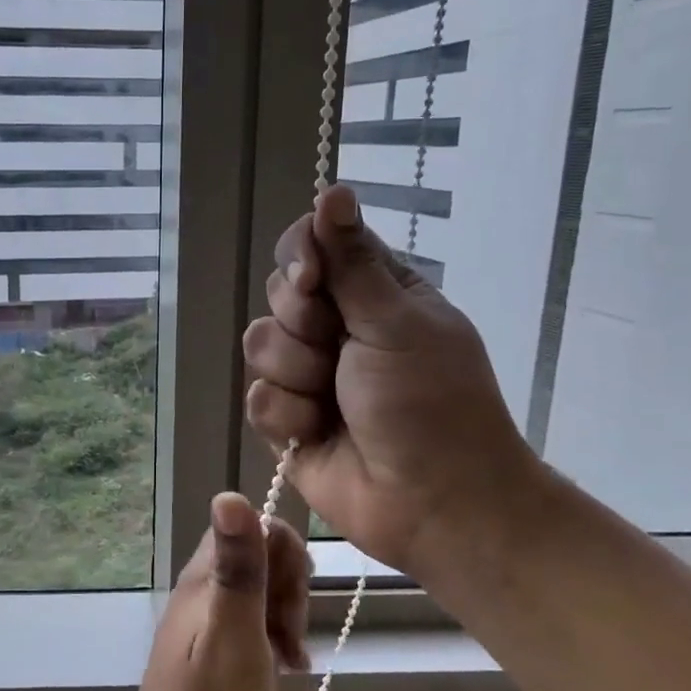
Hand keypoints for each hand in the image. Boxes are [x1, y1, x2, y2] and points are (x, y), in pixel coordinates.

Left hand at [106, 494, 310, 690]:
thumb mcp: (234, 637)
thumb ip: (238, 568)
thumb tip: (228, 492)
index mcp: (203, 581)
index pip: (251, 525)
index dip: (283, 552)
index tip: (293, 602)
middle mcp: (201, 594)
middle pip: (259, 557)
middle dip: (290, 588)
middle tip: (290, 640)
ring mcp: (206, 626)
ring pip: (261, 593)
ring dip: (287, 617)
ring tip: (291, 662)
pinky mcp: (214, 657)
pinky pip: (255, 626)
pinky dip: (277, 641)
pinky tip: (286, 672)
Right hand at [241, 184, 543, 578]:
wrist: (433, 502)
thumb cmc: (430, 403)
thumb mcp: (396, 323)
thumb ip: (351, 261)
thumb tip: (333, 188)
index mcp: (373, 293)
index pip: (312, 247)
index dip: (300, 258)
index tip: (313, 282)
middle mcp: (337, 327)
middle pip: (278, 294)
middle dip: (302, 325)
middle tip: (338, 352)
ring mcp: (308, 374)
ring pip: (259, 345)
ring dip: (296, 375)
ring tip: (332, 402)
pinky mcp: (287, 419)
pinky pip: (257, 398)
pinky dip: (287, 416)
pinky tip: (317, 432)